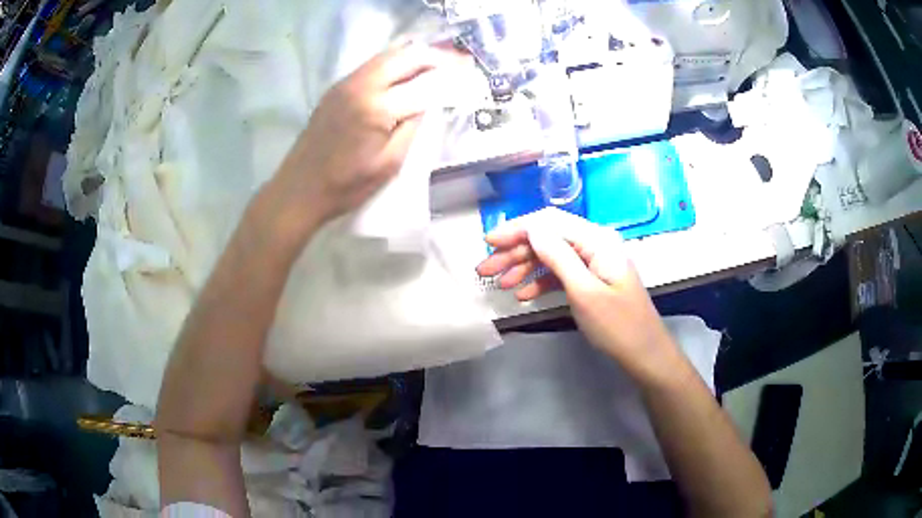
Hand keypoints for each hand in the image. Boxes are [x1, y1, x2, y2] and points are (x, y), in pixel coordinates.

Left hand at [275, 42, 469, 224]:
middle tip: (456, 62)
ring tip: (435, 64)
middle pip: (405, 57)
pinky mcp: (336, 89)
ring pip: (386, 56)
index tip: (467, 76)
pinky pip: (371, 66)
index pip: (423, 84)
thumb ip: (413, 128)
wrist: (299, 190)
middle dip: (433, 57)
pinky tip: (404, 73)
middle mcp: (360, 85)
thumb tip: (429, 104)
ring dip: (413, 56)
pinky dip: (393, 63)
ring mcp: (345, 84)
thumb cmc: (346, 186)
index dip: (448, 79)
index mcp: (376, 107)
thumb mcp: (389, 164)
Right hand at [476, 208, 676, 379]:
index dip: (516, 229)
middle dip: (515, 252)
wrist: (645, 354)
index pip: (549, 222)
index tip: (489, 241)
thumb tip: (531, 230)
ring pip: (551, 256)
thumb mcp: (585, 292)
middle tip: (485, 269)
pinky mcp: (592, 280)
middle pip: (548, 238)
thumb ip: (558, 257)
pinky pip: (561, 273)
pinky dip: (540, 282)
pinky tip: (523, 295)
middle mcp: (594, 244)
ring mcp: (593, 263)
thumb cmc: (618, 325)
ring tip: (499, 284)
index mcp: (596, 240)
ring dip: (524, 268)